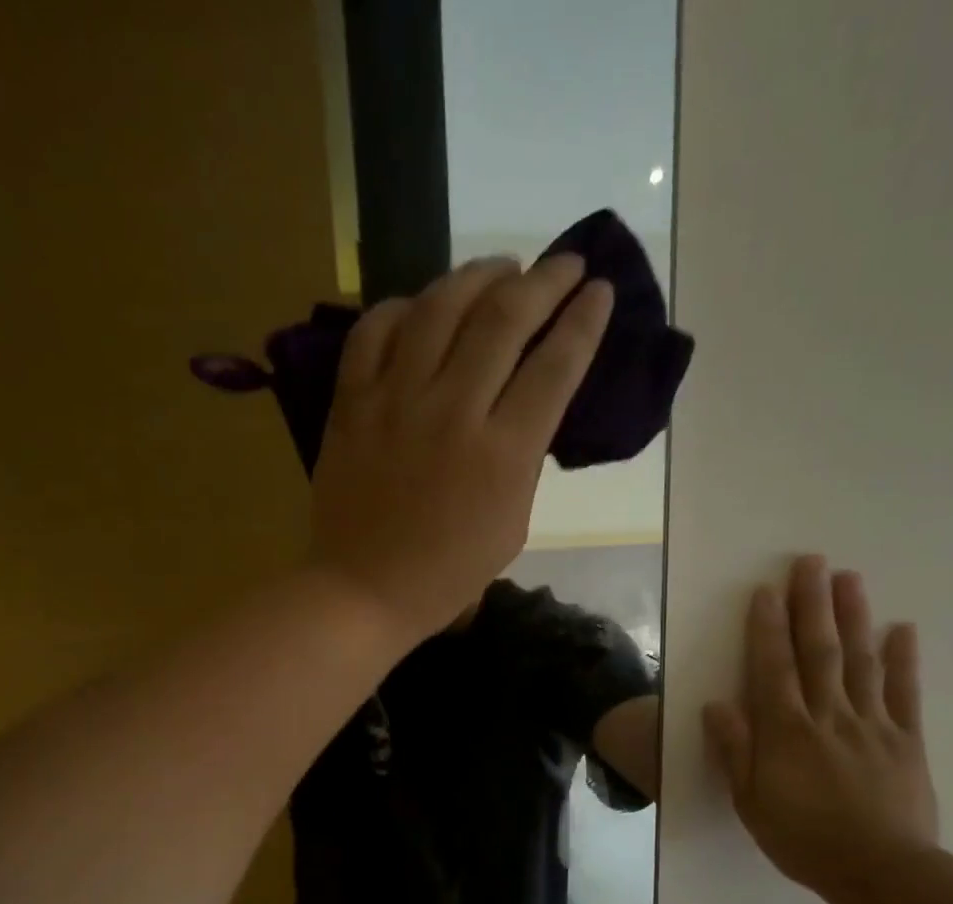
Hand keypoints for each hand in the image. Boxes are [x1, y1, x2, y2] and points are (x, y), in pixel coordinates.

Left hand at [308, 254, 613, 640]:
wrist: (365, 590)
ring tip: (502, 266)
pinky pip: (375, 331)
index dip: (584, 321)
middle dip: (545, 281)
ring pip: (440, 308)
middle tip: (565, 264)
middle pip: (505, 319)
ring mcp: (397, 401)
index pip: (555, 366)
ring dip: (478, 275)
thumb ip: (523, 459)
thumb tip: (525, 405)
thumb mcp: (511, 525)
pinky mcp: (352, 403)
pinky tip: (423, 305)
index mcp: (503, 454)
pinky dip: (403, 308)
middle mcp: (454, 412)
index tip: (600, 292)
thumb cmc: (447, 575)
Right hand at [703, 555, 939, 901]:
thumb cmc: (804, 840)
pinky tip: (901, 629)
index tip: (766, 591)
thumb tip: (717, 705)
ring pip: (860, 662)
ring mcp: (871, 725)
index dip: (768, 628)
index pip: (774, 668)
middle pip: (818, 652)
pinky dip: (903, 660)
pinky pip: (904, 693)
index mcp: (786, 732)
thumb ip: (736, 752)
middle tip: (811, 562)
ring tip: (849, 578)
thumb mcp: (751, 803)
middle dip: (812, 605)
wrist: (879, 871)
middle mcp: (828, 716)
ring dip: (853, 617)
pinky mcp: (906, 740)